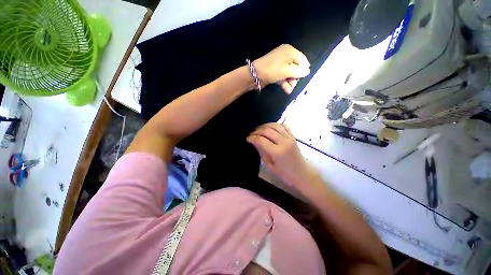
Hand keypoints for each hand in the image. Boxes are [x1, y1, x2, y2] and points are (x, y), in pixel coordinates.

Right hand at [247, 123, 321, 194]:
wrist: (301, 173)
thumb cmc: (284, 173)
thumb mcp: (270, 165)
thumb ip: (262, 151)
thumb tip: (254, 141)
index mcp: (277, 152)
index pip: (261, 140)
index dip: (253, 138)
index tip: (247, 138)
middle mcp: (284, 142)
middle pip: (268, 130)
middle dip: (257, 131)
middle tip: (251, 134)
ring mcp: (290, 138)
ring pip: (275, 125)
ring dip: (265, 126)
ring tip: (259, 130)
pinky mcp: (293, 136)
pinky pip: (284, 125)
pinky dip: (276, 125)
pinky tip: (270, 128)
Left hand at [253, 44, 310, 93]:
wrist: (253, 74)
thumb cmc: (273, 70)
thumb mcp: (288, 71)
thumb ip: (300, 71)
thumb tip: (307, 71)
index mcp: (290, 51)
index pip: (303, 59)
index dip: (303, 69)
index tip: (301, 77)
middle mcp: (285, 54)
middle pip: (297, 66)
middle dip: (296, 76)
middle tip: (294, 83)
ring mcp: (280, 62)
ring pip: (291, 72)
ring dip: (291, 81)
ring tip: (290, 88)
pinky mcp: (276, 69)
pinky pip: (284, 74)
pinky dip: (285, 81)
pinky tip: (287, 90)